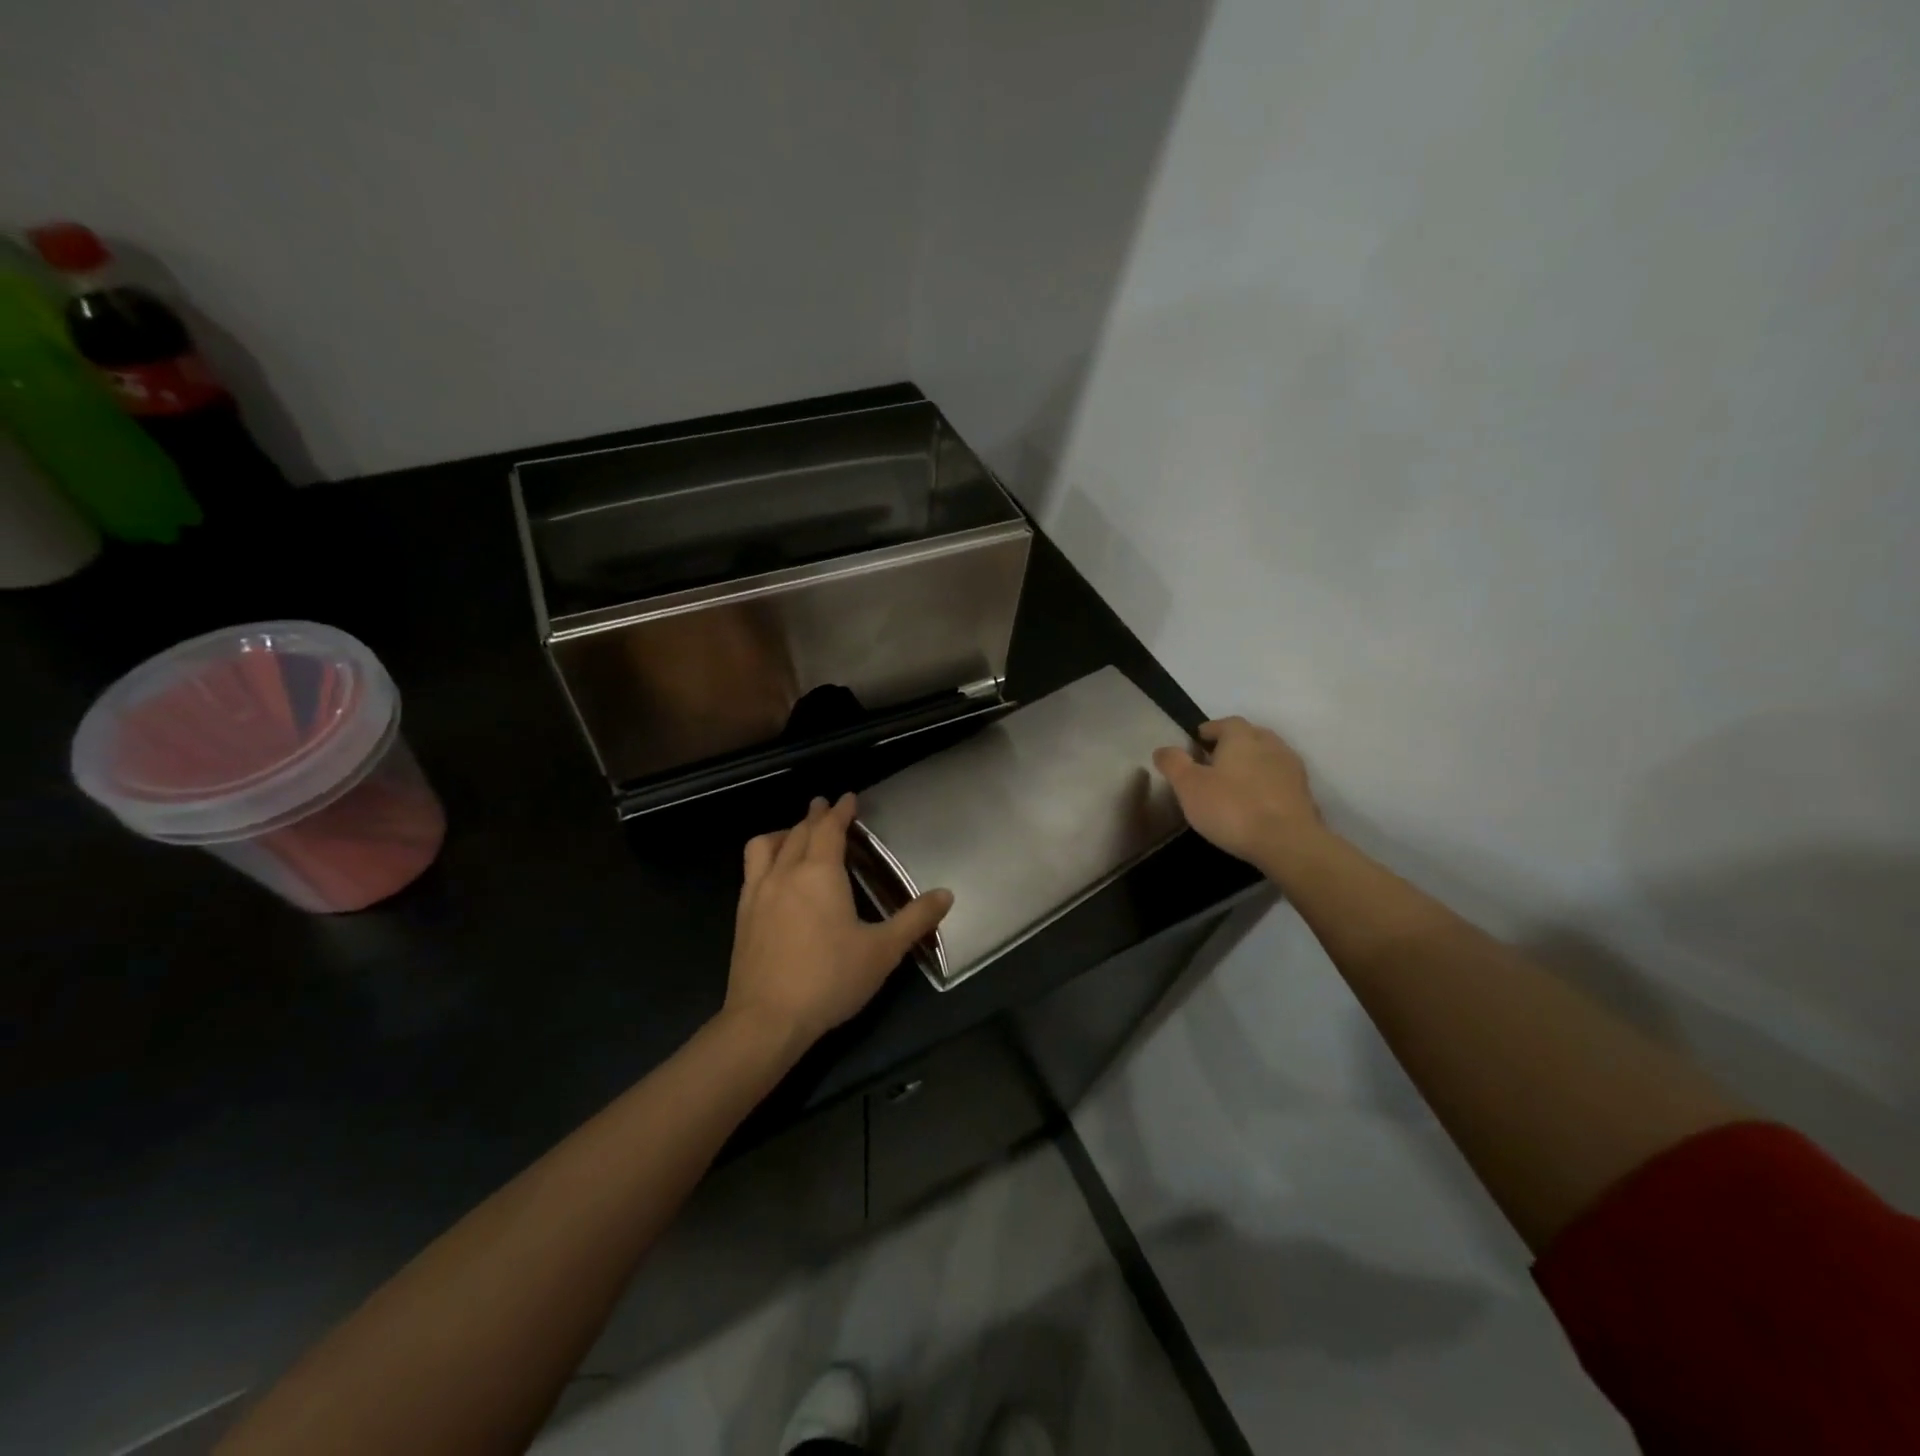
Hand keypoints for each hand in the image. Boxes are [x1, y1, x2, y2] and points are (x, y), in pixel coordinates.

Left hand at [723, 794, 953, 1050]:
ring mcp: (758, 893)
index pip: (830, 829)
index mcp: (820, 874)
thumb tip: (946, 895)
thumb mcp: (882, 951)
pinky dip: (765, 856)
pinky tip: (774, 875)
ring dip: (783, 832)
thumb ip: (915, 919)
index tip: (849, 798)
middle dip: (814, 816)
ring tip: (794, 834)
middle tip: (825, 807)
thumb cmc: (830, 980)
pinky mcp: (742, 915)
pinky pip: (751, 870)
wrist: (767, 1020)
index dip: (841, 811)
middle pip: (799, 832)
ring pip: (766, 845)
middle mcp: (786, 873)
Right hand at [1154, 717, 1322, 868]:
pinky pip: (1280, 780)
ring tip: (1235, 783)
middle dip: (1232, 745)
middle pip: (1249, 736)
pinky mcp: (1304, 793)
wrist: (1287, 842)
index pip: (1225, 723)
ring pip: (1267, 757)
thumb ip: (1174, 764)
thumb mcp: (1189, 786)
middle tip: (1214, 763)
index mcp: (1242, 737)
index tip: (1196, 743)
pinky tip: (1256, 802)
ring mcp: (1292, 768)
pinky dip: (1267, 784)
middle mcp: (1270, 744)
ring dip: (1252, 764)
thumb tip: (1162, 749)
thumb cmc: (1232, 808)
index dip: (1209, 731)